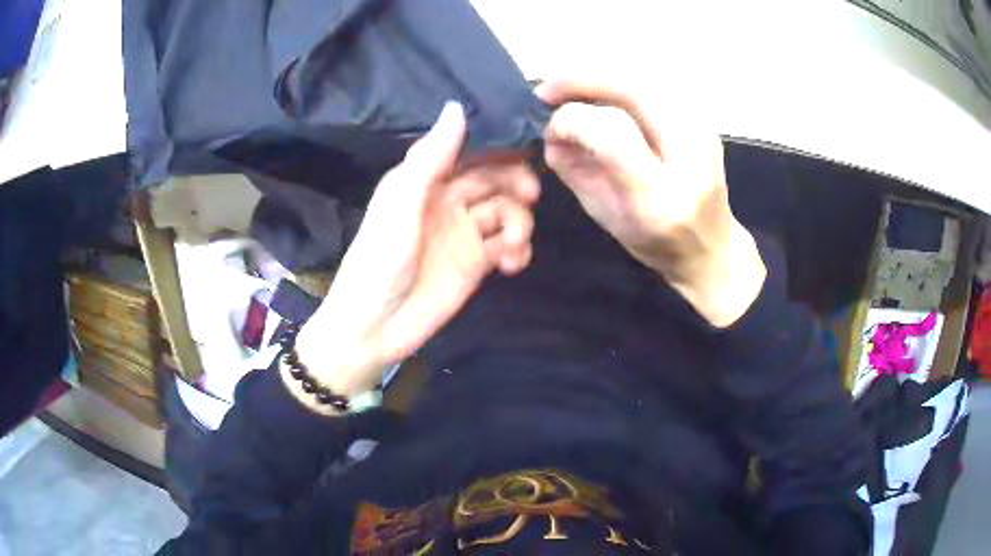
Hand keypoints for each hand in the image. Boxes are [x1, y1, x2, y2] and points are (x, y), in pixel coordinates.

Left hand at [293, 102, 538, 400]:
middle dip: (516, 182)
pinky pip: (508, 245)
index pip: (469, 150)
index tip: (526, 144)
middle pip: (494, 178)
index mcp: (425, 179)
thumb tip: (457, 106)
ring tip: (512, 247)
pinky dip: (519, 250)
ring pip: (507, 211)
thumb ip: (431, 157)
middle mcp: (448, 200)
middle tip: (530, 195)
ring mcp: (464, 233)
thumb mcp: (402, 203)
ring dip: (519, 222)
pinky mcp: (477, 264)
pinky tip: (513, 264)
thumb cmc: (380, 259)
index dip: (498, 145)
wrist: (375, 327)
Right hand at [537, 79, 765, 326]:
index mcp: (660, 197)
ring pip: (648, 77)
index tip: (549, 127)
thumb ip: (576, 172)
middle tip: (549, 88)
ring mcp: (705, 133)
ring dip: (602, 75)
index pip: (614, 134)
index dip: (573, 121)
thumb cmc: (655, 242)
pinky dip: (624, 81)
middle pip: (636, 90)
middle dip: (583, 80)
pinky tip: (604, 92)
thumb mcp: (606, 217)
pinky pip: (659, 83)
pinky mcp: (705, 120)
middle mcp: (690, 158)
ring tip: (572, 87)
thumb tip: (551, 131)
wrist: (712, 248)